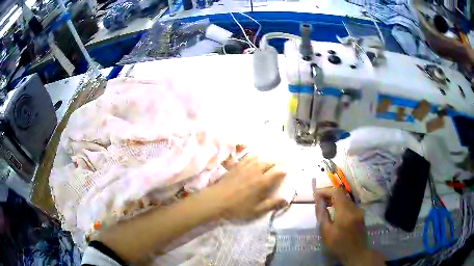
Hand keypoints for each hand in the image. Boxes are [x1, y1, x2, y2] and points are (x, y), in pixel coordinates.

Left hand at [207, 156, 286, 220]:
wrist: (216, 200)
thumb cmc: (238, 207)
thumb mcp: (256, 210)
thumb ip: (272, 204)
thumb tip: (287, 199)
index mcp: (262, 182)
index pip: (278, 171)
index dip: (284, 170)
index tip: (287, 171)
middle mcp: (256, 171)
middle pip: (270, 162)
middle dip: (277, 163)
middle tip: (280, 166)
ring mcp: (245, 167)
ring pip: (260, 158)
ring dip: (267, 159)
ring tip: (270, 163)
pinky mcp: (237, 166)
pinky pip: (249, 157)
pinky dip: (255, 157)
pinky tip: (255, 159)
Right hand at [314, 188, 384, 265]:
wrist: (356, 253)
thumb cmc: (338, 245)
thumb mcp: (326, 232)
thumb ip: (322, 214)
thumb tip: (318, 200)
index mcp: (345, 211)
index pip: (336, 192)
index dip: (325, 190)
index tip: (316, 195)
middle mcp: (354, 207)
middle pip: (342, 194)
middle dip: (329, 194)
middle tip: (319, 200)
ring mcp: (359, 210)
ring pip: (346, 199)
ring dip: (335, 199)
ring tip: (325, 205)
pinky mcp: (360, 214)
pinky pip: (349, 204)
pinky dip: (341, 204)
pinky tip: (335, 212)